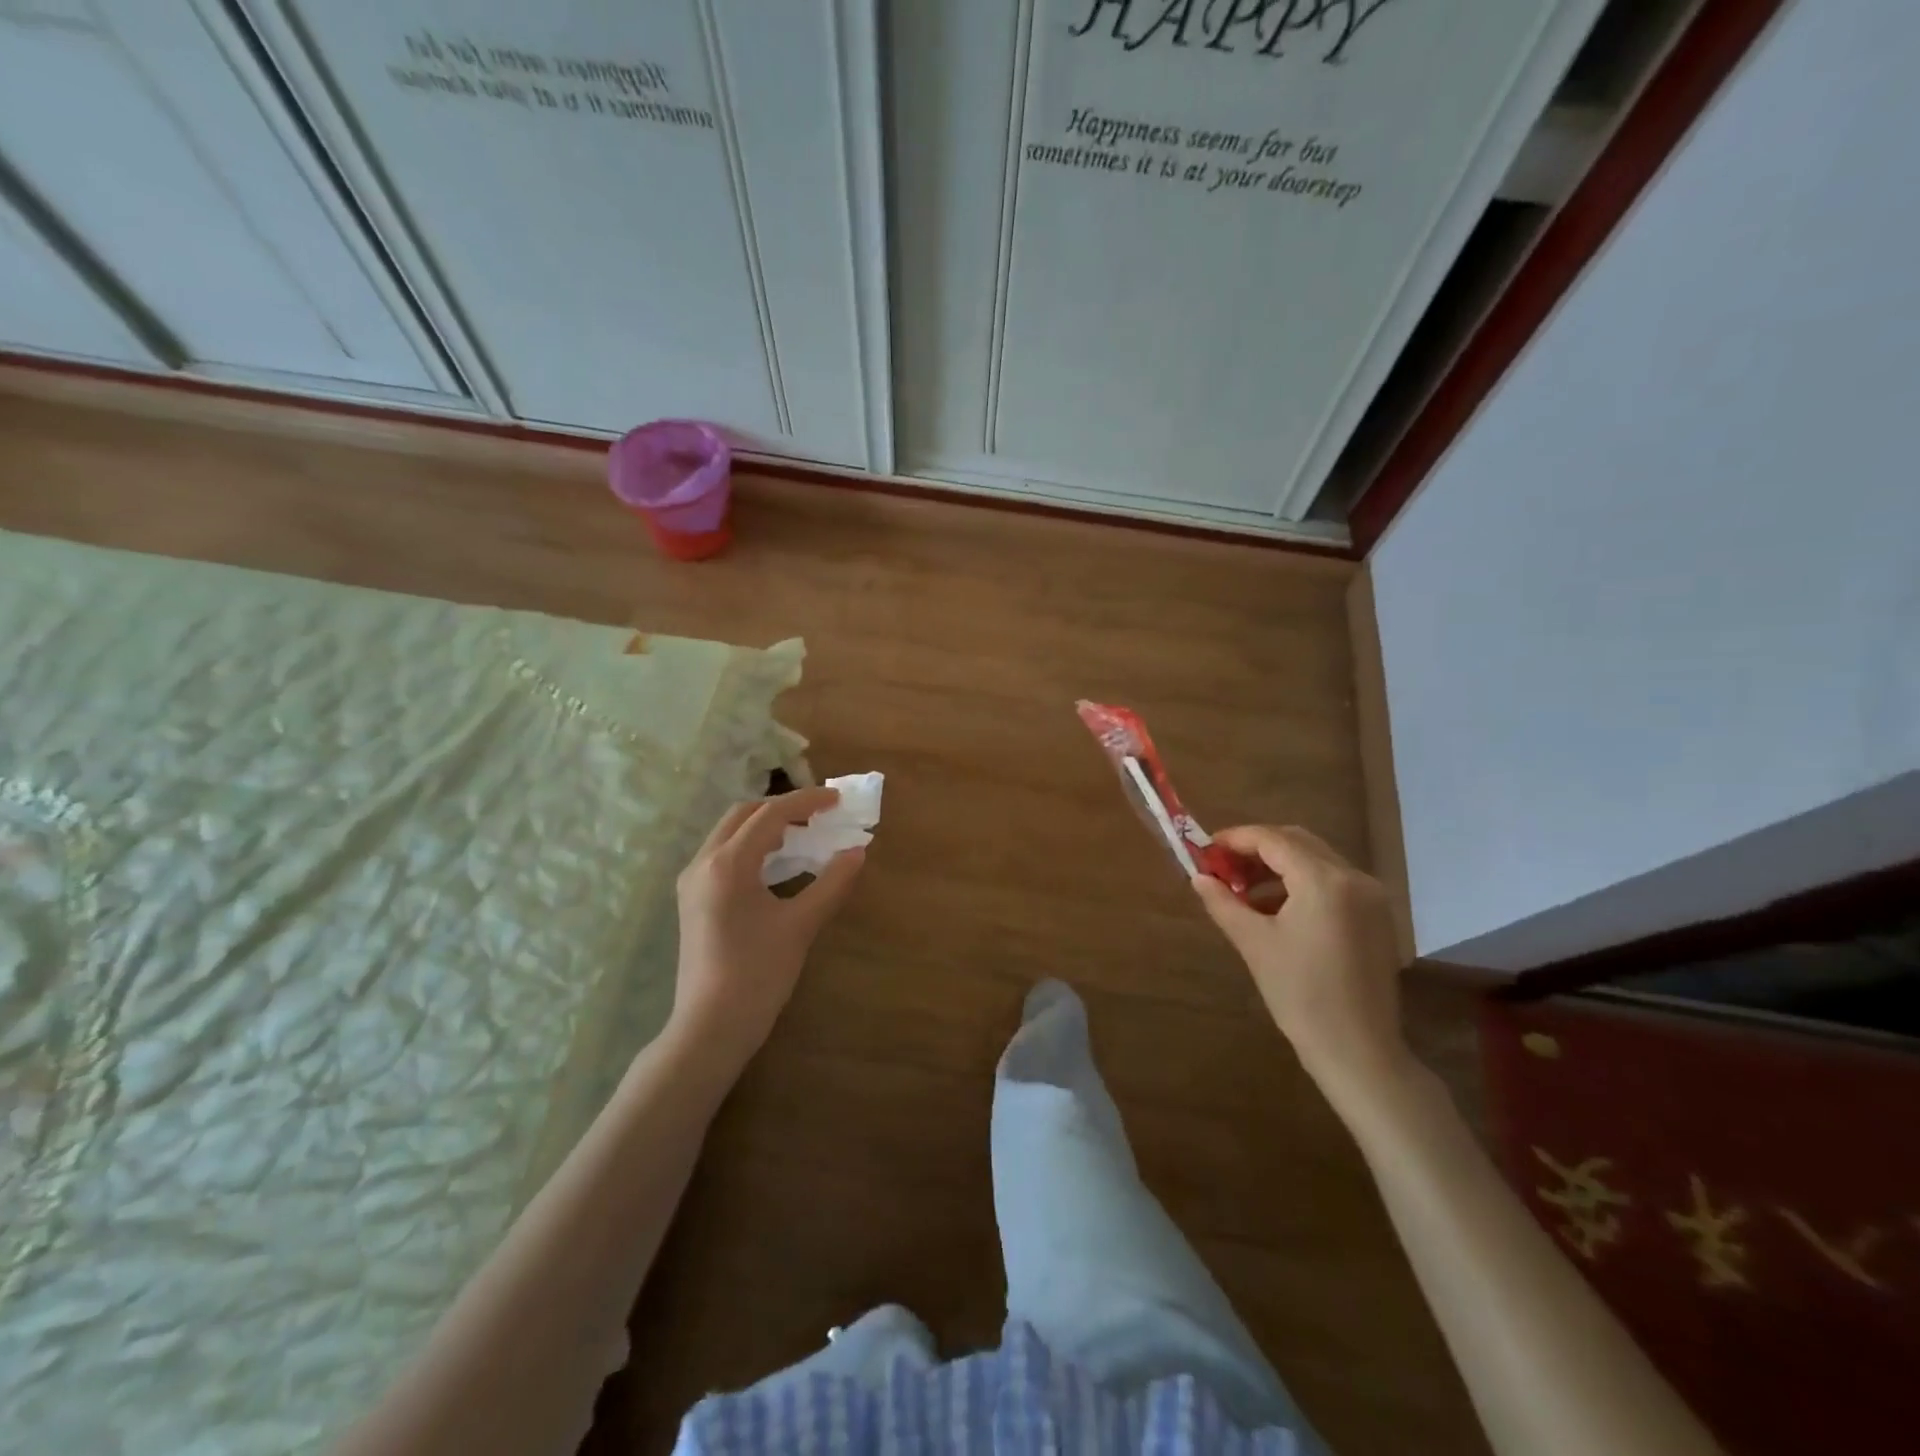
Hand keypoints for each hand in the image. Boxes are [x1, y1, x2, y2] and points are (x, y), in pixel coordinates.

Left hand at [668, 789, 865, 1070]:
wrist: (711, 1026)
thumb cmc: (758, 974)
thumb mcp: (801, 925)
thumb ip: (832, 883)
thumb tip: (857, 851)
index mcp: (728, 864)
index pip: (770, 814)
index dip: (806, 801)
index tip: (837, 801)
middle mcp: (703, 863)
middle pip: (743, 815)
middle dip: (782, 807)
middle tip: (818, 814)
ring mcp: (693, 882)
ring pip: (729, 833)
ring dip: (765, 825)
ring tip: (803, 833)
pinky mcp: (693, 899)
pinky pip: (723, 854)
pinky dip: (751, 846)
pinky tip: (777, 863)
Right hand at [1191, 825, 1410, 1100]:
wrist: (1358, 1050)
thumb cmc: (1300, 995)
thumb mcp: (1253, 943)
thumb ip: (1222, 902)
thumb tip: (1198, 877)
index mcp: (1324, 881)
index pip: (1272, 839)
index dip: (1235, 839)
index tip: (1206, 850)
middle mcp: (1354, 878)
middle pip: (1297, 842)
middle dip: (1256, 849)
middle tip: (1222, 868)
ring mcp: (1372, 897)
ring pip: (1316, 860)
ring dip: (1278, 866)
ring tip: (1243, 891)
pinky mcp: (1377, 916)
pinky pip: (1333, 882)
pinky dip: (1301, 883)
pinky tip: (1276, 908)